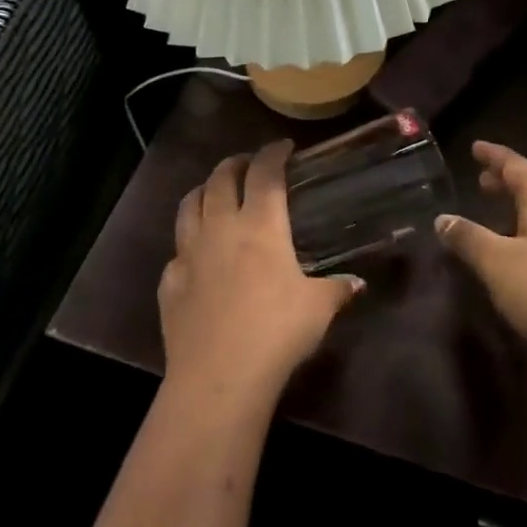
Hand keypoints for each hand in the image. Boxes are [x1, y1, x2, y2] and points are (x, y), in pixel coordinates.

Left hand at [161, 140, 363, 403]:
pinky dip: (188, 243)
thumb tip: (356, 283)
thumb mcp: (318, 309)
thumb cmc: (276, 333)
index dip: (273, 153)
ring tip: (214, 192)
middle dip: (235, 163)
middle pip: (220, 179)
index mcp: (260, 225)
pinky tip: (197, 256)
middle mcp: (220, 228)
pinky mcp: (170, 282)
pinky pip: (177, 251)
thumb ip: (337, 289)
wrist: (218, 378)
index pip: (264, 173)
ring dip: (203, 190)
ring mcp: (189, 253)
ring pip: (189, 205)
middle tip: (248, 164)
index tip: (284, 147)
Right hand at [437, 141, 526, 371]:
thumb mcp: (497, 264)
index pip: (516, 165)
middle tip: (483, 179)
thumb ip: (469, 238)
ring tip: (500, 209)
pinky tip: (525, 245)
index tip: (476, 148)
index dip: (494, 156)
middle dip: (509, 178)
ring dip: (523, 202)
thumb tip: (443, 218)